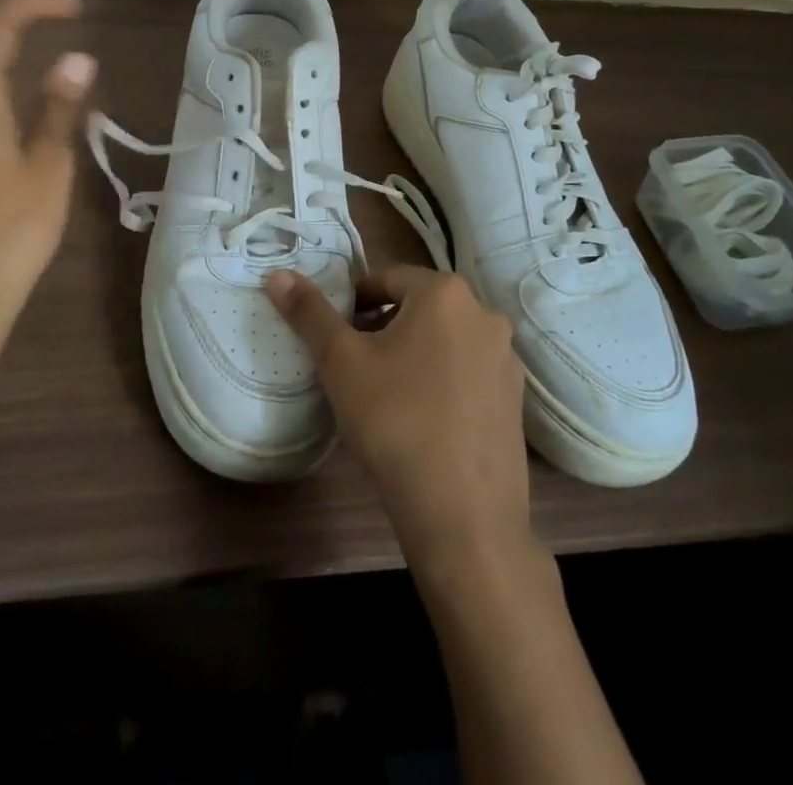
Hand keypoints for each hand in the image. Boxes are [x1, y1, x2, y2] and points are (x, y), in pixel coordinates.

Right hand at [265, 266, 533, 576]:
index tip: (334, 337)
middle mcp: (484, 314)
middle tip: (354, 367)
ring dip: (413, 353)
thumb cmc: (396, 422)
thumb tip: (277, 275)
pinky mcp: (515, 399)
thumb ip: (309, 313)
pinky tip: (422, 420)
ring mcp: (506, 358)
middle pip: (417, 307)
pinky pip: (467, 373)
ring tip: (385, 394)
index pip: (386, 278)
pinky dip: (442, 381)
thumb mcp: (341, 363)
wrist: (463, 516)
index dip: (353, 303)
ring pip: (444, 340)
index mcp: (445, 293)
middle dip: (383, 328)